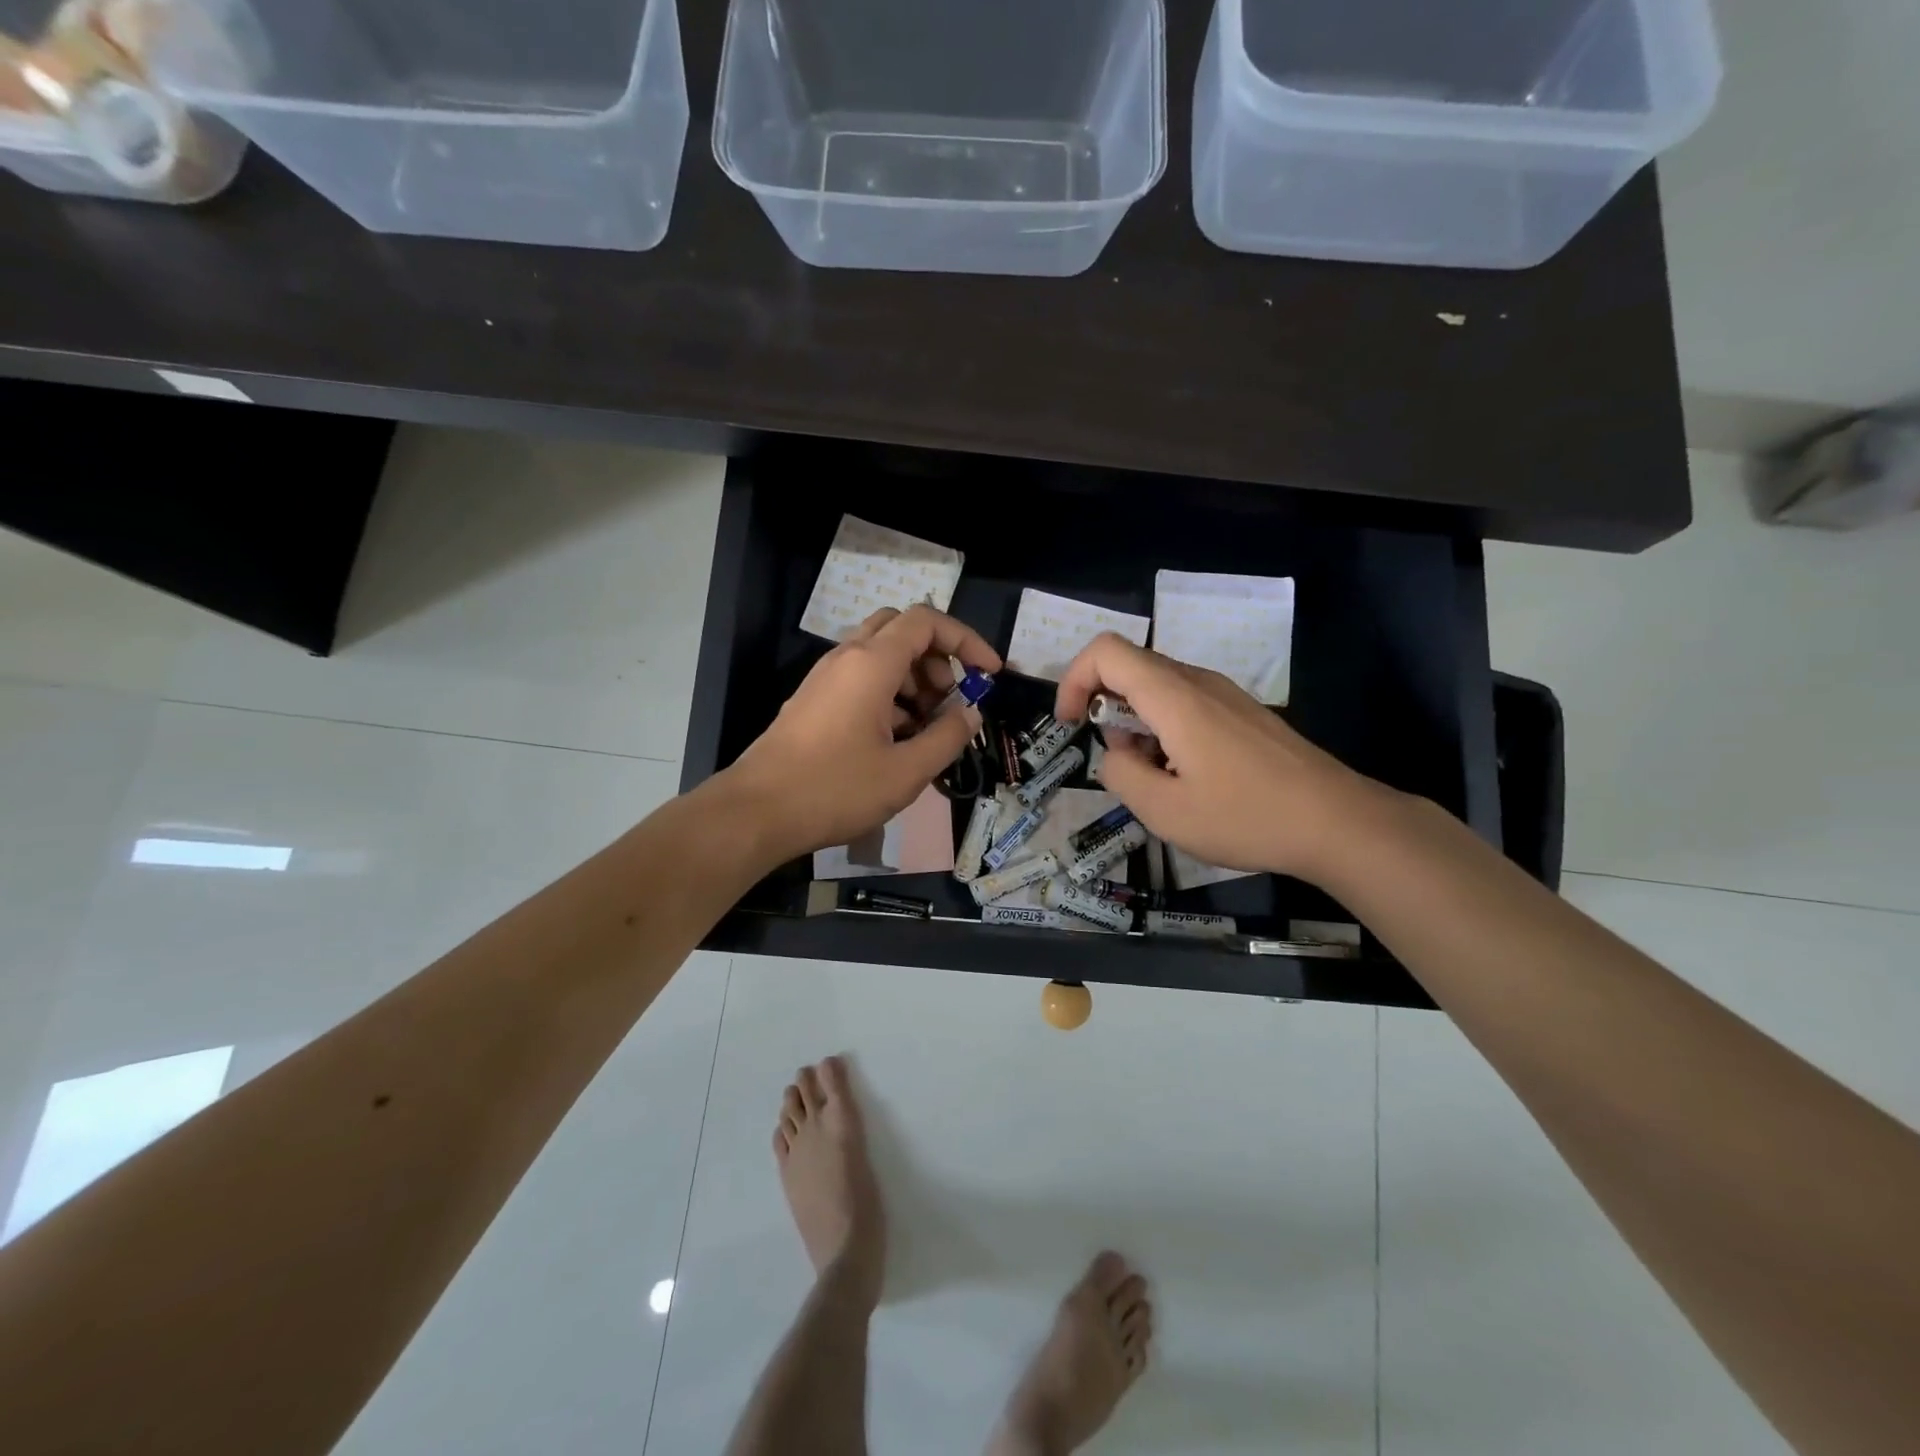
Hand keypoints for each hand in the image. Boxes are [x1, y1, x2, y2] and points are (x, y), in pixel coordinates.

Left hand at [723, 605, 1001, 863]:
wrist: (756, 812)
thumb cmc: (835, 789)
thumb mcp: (905, 771)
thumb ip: (947, 737)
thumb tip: (970, 713)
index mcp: (871, 664)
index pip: (926, 622)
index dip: (965, 639)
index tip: (989, 673)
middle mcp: (846, 658)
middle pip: (901, 630)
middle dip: (937, 656)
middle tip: (951, 698)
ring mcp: (825, 679)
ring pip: (879, 655)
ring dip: (913, 679)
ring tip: (928, 728)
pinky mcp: (813, 701)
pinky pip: (860, 680)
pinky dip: (889, 695)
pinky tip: (896, 741)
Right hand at [1054, 634, 1381, 882]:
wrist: (1339, 822)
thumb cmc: (1246, 817)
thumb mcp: (1164, 811)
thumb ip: (1120, 775)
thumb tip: (1113, 756)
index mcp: (1174, 697)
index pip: (1106, 651)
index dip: (1073, 680)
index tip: (1071, 726)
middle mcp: (1198, 682)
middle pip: (1130, 669)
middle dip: (1106, 712)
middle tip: (1121, 765)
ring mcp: (1225, 695)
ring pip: (1158, 689)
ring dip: (1137, 726)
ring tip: (1158, 780)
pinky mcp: (1243, 713)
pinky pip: (1187, 704)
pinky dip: (1166, 731)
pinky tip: (1190, 778)